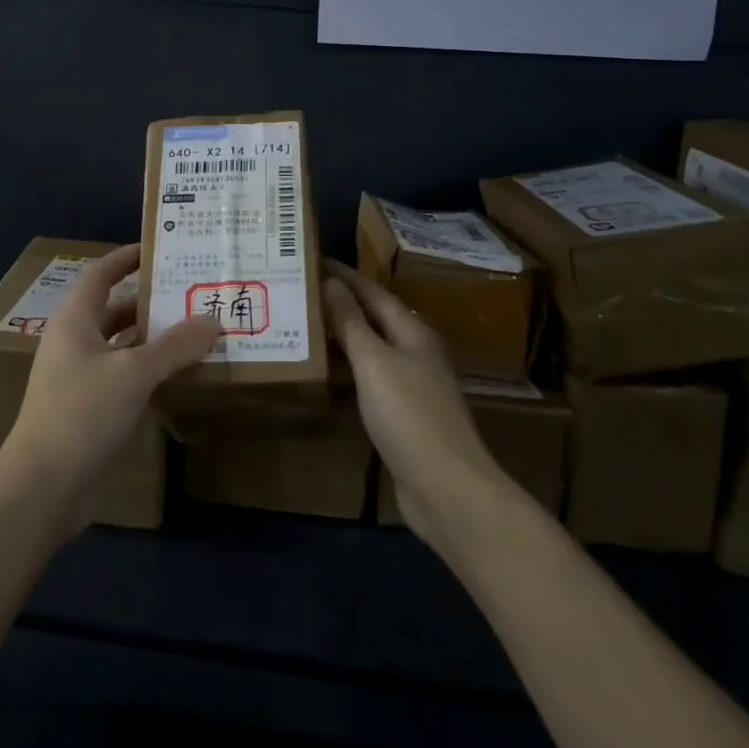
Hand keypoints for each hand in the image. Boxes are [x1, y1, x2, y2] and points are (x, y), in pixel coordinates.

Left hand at [0, 244, 219, 526]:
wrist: (42, 489)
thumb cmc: (81, 414)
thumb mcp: (133, 373)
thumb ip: (175, 346)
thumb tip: (213, 320)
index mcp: (75, 320)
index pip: (102, 274)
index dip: (127, 258)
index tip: (160, 248)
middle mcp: (75, 342)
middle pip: (116, 310)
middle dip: (152, 302)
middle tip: (193, 294)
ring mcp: (80, 378)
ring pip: (123, 347)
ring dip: (155, 341)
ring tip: (198, 332)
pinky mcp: (89, 411)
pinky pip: (125, 379)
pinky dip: (150, 373)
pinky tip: (182, 377)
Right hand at [325, 261, 513, 549]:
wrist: (446, 488)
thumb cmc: (409, 415)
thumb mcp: (373, 362)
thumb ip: (351, 322)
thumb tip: (332, 282)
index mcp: (413, 332)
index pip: (373, 292)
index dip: (345, 276)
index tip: (314, 259)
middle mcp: (415, 352)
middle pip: (374, 320)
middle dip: (341, 305)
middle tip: (302, 293)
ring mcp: (412, 386)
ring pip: (370, 352)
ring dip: (341, 340)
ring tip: (304, 329)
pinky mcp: (404, 417)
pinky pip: (369, 382)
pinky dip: (346, 374)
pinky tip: (323, 379)